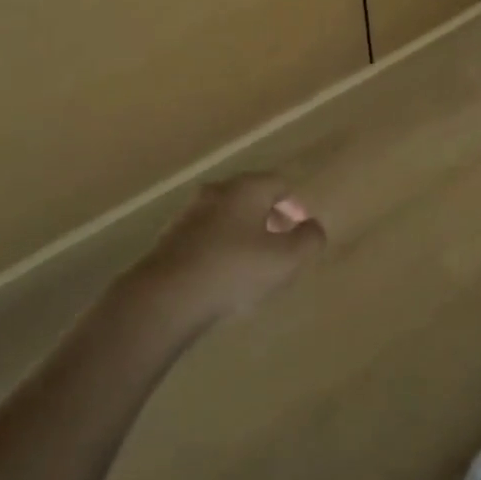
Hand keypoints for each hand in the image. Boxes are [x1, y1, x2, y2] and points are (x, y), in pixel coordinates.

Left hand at [131, 174, 326, 324]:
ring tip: (253, 264)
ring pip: (227, 216)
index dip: (295, 205)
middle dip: (269, 218)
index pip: (279, 183)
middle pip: (251, 197)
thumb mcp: (286, 259)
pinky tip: (223, 276)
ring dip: (243, 233)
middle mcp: (216, 192)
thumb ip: (308, 240)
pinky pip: (206, 236)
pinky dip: (221, 248)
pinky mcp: (170, 239)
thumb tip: (314, 227)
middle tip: (281, 245)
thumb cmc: (234, 270)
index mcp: (246, 189)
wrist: (166, 296)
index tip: (301, 229)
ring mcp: (189, 214)